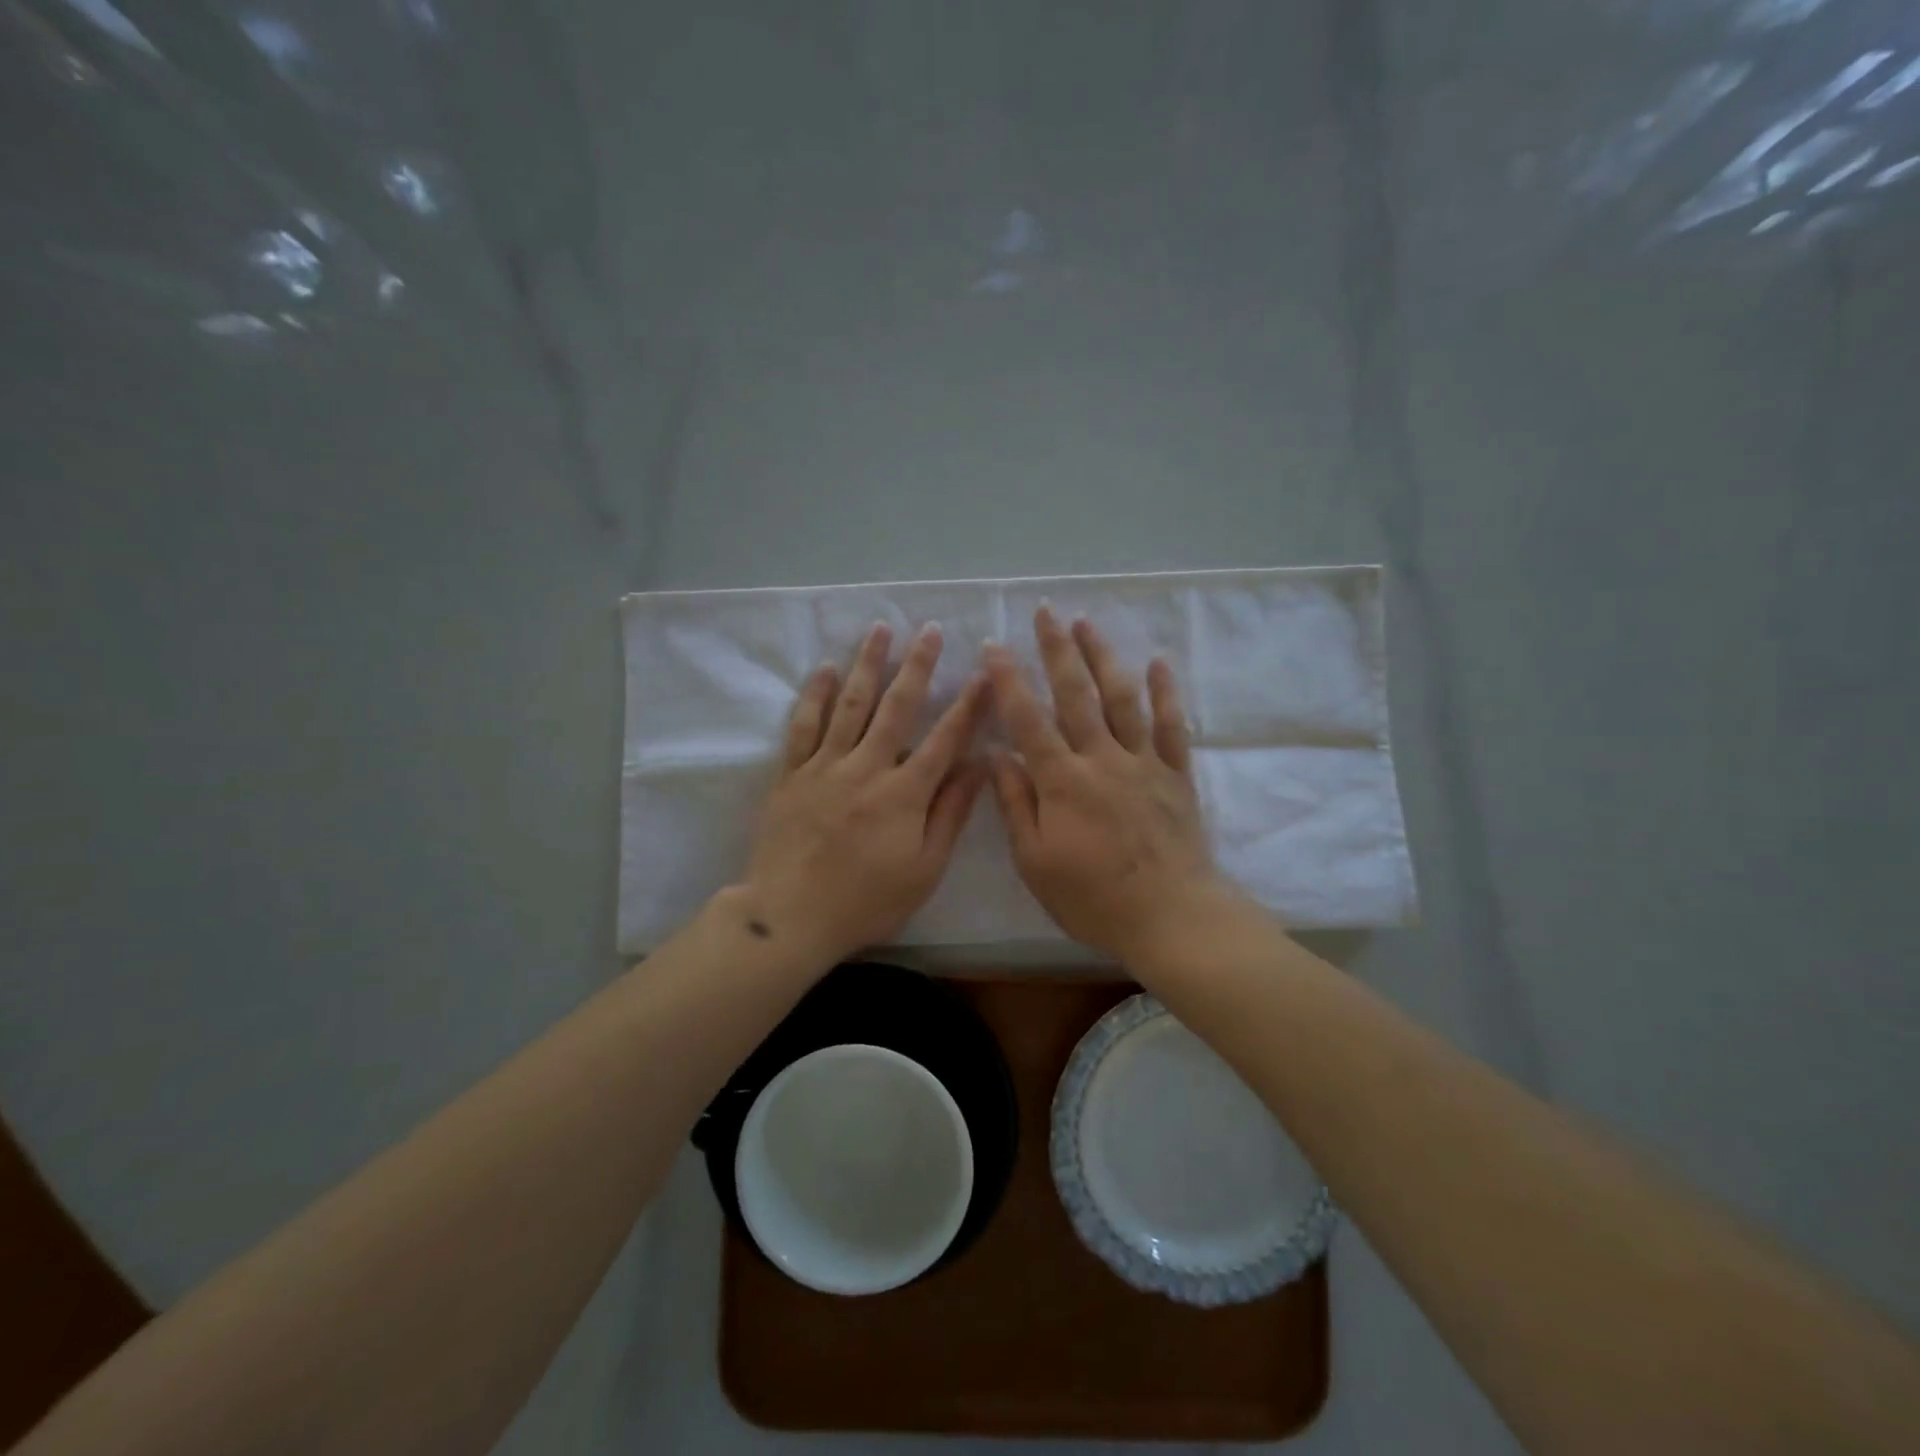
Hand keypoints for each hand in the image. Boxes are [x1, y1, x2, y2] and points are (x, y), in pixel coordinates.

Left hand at [741, 622, 987, 963]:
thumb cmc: (866, 902)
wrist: (789, 917)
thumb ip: (951, 814)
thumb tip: (979, 765)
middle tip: (929, 630)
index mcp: (903, 793)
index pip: (944, 739)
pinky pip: (803, 725)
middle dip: (917, 665)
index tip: (984, 673)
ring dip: (867, 664)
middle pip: (896, 707)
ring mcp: (824, 767)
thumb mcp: (924, 869)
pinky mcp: (791, 774)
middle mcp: (866, 768)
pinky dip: (813, 694)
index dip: (967, 705)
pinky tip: (824, 668)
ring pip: (849, 704)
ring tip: (880, 629)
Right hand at [984, 607, 1237, 960]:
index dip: (1008, 680)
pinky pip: (1171, 726)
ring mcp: (1143, 763)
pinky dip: (1165, 692)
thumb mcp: (1036, 862)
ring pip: (1122, 698)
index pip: (1028, 719)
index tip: (993, 646)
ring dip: (1103, 657)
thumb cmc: (1093, 898)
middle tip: (1046, 612)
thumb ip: (1016, 805)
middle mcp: (1102, 759)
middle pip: (1077, 694)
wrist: (1171, 917)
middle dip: (1058, 650)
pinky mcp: (1175, 775)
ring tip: (1088, 624)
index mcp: (1063, 781)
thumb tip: (996, 757)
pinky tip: (1158, 663)